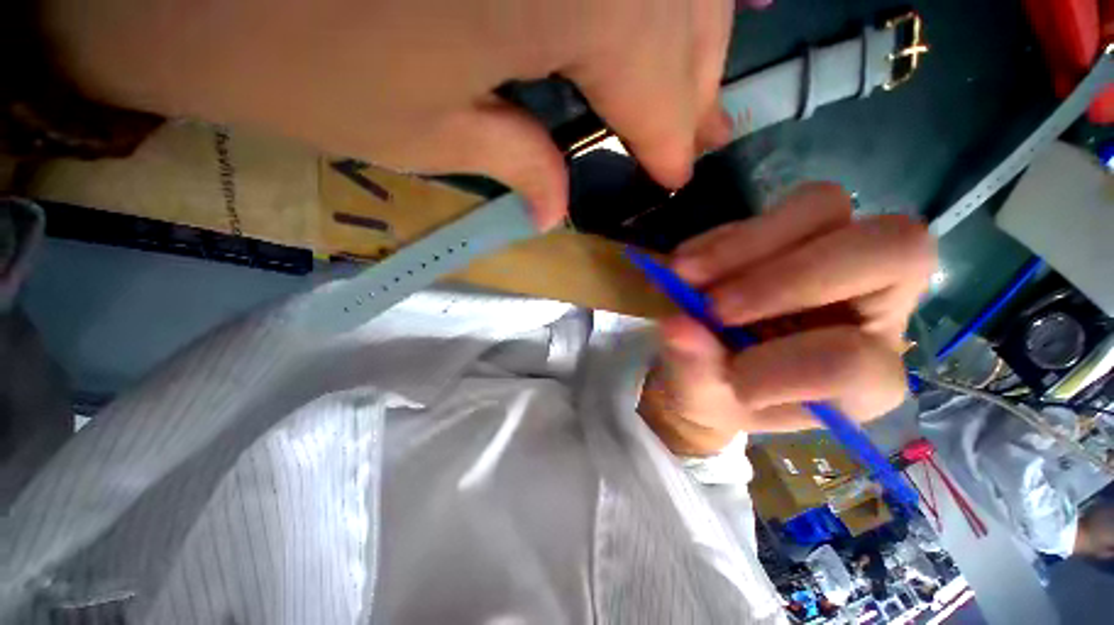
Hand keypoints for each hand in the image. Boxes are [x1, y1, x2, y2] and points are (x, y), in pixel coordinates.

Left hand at [40, 0, 750, 228]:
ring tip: (695, 86)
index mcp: (584, 2)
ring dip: (692, 39)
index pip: (660, 101)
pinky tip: (662, 12)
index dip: (671, 145)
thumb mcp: (412, 132)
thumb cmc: (274, 47)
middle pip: (686, 28)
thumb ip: (510, 165)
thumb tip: (555, 211)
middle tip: (699, 137)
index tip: (679, 177)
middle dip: (695, 91)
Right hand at [639, 183, 936, 455]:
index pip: (857, 362)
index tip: (726, 377)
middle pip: (893, 250)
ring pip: (825, 206)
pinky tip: (685, 265)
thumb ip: (696, 371)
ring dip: (745, 243)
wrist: (710, 363)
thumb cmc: (720, 394)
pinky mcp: (792, 235)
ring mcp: (834, 258)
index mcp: (866, 381)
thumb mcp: (704, 399)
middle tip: (713, 307)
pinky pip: (772, 209)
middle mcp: (873, 309)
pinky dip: (720, 238)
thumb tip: (677, 326)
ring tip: (685, 275)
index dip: (782, 366)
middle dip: (791, 278)